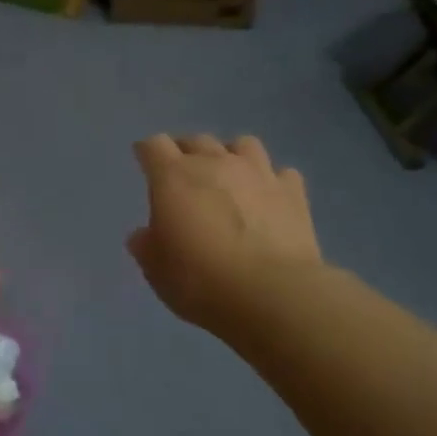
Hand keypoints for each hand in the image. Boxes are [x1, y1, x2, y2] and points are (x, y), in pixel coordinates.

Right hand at [127, 134, 321, 338]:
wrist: (272, 295)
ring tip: (229, 177)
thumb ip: (147, 246)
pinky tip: (269, 199)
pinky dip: (272, 182)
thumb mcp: (157, 270)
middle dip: (186, 152)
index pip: (154, 145)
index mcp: (173, 177)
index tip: (144, 161)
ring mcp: (258, 173)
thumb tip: (144, 235)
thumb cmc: (201, 281)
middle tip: (183, 175)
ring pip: (243, 144)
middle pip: (196, 140)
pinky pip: (281, 174)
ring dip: (231, 156)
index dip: (147, 151)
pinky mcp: (293, 192)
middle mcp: (215, 163)